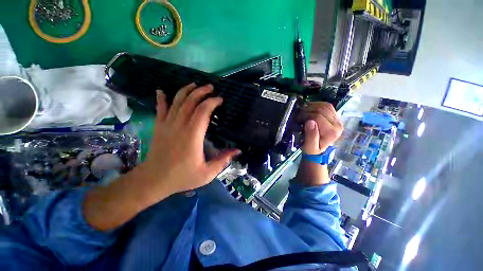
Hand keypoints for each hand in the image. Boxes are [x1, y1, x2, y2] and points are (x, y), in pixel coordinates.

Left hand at [141, 83, 239, 201]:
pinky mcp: (158, 127)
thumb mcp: (207, 173)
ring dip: (186, 91)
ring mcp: (167, 125)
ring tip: (194, 85)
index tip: (220, 100)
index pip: (203, 111)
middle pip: (190, 102)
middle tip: (211, 87)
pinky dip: (161, 99)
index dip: (212, 102)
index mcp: (193, 135)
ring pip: (176, 102)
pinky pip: (159, 109)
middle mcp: (180, 126)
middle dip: (201, 92)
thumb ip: (223, 160)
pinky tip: (161, 91)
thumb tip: (238, 151)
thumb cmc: (182, 177)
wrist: (154, 180)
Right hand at [300, 102, 342, 153]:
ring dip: (312, 106)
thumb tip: (310, 122)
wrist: (318, 151)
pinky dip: (318, 104)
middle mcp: (337, 124)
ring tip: (303, 111)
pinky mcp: (335, 117)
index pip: (318, 116)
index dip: (306, 115)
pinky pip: (327, 106)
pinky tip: (310, 108)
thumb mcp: (309, 147)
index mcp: (331, 132)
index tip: (298, 119)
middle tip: (299, 115)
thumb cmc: (312, 149)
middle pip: (321, 110)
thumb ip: (311, 137)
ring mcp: (337, 120)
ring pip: (325, 106)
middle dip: (308, 110)